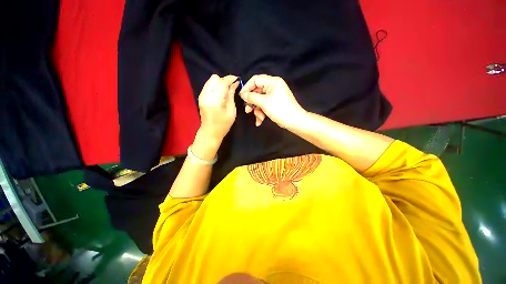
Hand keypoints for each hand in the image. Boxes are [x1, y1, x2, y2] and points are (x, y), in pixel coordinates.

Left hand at [198, 74, 238, 140]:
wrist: (210, 132)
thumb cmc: (223, 125)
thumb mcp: (231, 112)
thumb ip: (231, 96)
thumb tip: (234, 84)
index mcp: (215, 101)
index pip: (222, 83)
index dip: (230, 79)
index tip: (237, 79)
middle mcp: (206, 96)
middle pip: (214, 78)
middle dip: (224, 80)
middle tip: (231, 87)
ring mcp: (201, 96)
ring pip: (210, 80)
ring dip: (219, 83)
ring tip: (226, 90)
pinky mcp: (201, 97)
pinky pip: (208, 85)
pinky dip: (215, 86)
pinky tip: (220, 93)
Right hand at [239, 75, 305, 127]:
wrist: (294, 121)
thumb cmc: (280, 109)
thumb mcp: (264, 102)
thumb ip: (252, 97)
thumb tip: (243, 94)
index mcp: (272, 82)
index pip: (256, 80)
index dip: (247, 87)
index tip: (241, 96)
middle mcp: (273, 86)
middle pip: (257, 91)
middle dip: (252, 102)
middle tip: (247, 110)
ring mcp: (274, 95)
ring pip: (260, 100)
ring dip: (257, 110)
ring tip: (258, 118)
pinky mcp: (274, 103)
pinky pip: (264, 105)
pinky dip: (261, 112)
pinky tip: (260, 121)